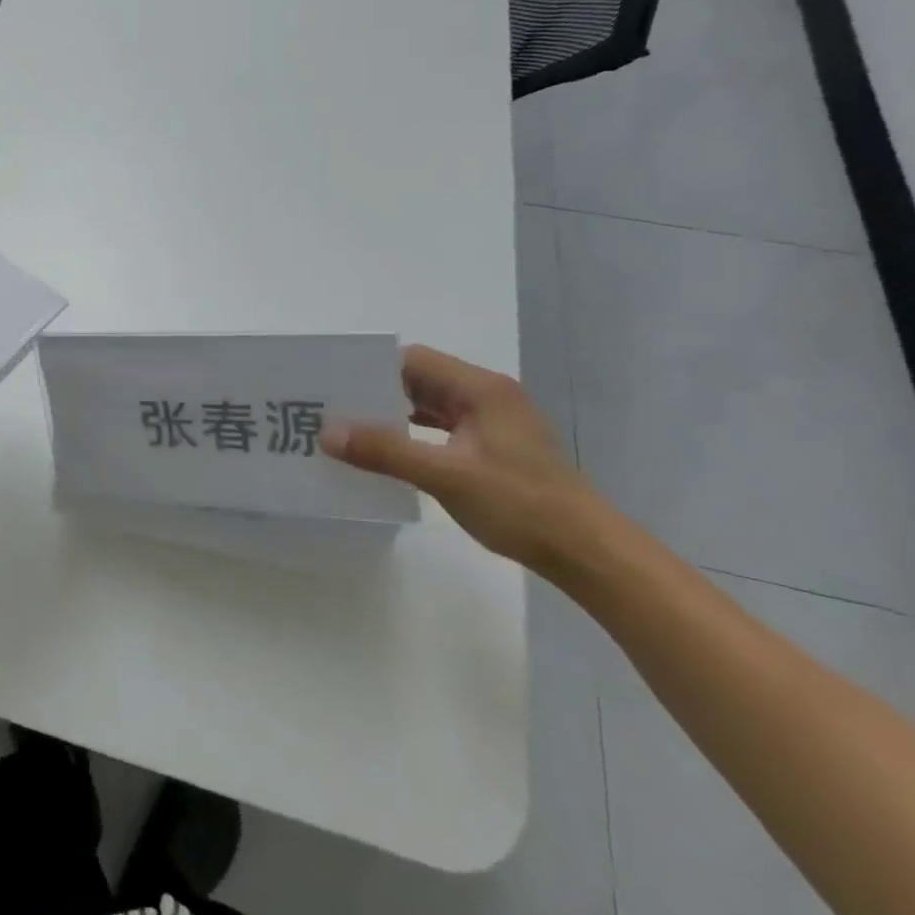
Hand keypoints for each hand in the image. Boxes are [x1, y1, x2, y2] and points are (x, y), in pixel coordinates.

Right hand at [319, 344, 611, 576]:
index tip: (334, 386)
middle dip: (376, 392)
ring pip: (430, 404)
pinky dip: (414, 433)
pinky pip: (442, 426)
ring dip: (393, 414)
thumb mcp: (445, 476)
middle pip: (420, 379)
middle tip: (333, 409)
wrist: (588, 554)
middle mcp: (486, 395)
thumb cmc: (520, 506)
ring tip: (351, 429)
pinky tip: (389, 451)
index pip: (413, 360)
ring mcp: (492, 421)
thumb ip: (385, 450)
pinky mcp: (494, 446)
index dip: (372, 369)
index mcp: (480, 388)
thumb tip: (326, 433)